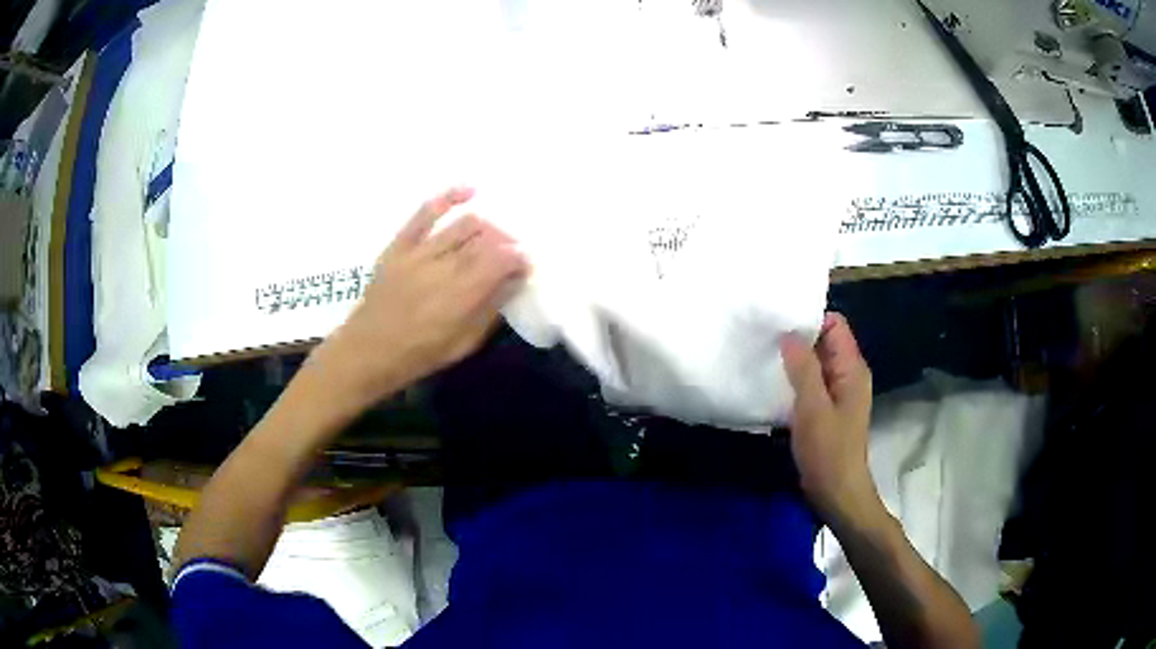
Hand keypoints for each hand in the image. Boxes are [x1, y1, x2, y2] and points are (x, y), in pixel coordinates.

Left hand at [321, 187, 527, 399]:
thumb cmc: (419, 354)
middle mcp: (443, 268)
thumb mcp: (463, 344)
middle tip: (511, 253)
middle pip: (486, 240)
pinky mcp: (400, 245)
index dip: (519, 258)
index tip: (526, 263)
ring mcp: (419, 252)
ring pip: (463, 225)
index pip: (501, 261)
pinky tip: (470, 190)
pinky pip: (425, 214)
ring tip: (492, 237)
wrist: (367, 351)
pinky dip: (448, 197)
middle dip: (506, 243)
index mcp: (461, 296)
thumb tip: (513, 282)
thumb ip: (490, 311)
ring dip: (486, 227)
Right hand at [781, 312, 878, 524]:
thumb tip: (789, 334)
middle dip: (798, 337)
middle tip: (764, 336)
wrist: (837, 493)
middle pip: (824, 341)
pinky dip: (795, 379)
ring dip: (794, 359)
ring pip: (816, 362)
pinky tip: (773, 382)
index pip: (835, 325)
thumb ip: (803, 369)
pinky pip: (811, 382)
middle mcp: (848, 374)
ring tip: (764, 355)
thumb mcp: (813, 408)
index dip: (810, 318)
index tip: (779, 320)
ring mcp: (838, 392)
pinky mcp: (827, 408)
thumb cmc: (828, 451)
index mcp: (852, 368)